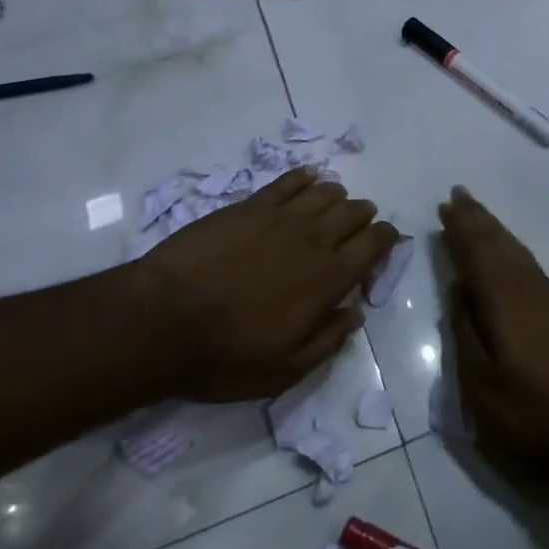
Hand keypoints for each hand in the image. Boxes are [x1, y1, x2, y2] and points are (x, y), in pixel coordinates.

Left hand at [125, 168, 397, 401]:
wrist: (162, 320)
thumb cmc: (225, 353)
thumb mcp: (285, 370)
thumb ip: (329, 341)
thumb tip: (357, 314)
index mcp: (329, 278)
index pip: (375, 243)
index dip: (386, 239)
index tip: (383, 245)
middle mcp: (314, 238)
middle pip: (354, 211)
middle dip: (364, 217)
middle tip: (357, 229)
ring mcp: (281, 216)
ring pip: (326, 191)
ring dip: (337, 197)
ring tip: (331, 208)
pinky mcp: (250, 204)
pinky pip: (289, 180)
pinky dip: (304, 178)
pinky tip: (306, 180)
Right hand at [439, 187, 548, 479]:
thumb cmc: (536, 411)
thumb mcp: (483, 386)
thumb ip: (465, 334)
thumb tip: (457, 291)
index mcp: (503, 299)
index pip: (475, 253)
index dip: (459, 228)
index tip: (445, 204)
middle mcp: (527, 287)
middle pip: (498, 243)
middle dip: (477, 219)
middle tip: (458, 195)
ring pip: (516, 251)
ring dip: (494, 230)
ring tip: (477, 215)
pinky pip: (528, 264)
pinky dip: (511, 250)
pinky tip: (508, 255)